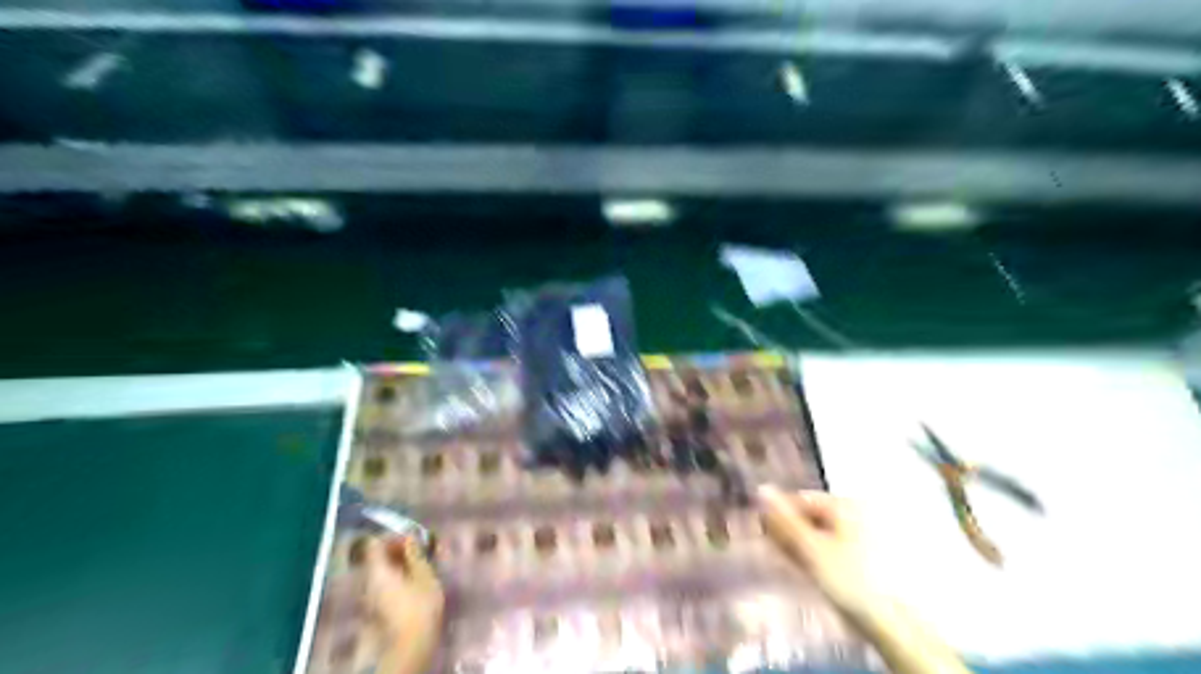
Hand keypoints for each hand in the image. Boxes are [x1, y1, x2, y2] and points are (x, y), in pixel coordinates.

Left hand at [366, 536, 445, 642]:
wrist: (411, 645)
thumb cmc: (420, 606)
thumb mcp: (424, 574)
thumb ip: (415, 553)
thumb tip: (409, 536)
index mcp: (377, 570)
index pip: (374, 543)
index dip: (392, 536)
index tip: (412, 538)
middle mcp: (367, 582)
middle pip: (376, 557)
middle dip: (397, 551)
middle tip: (420, 551)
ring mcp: (369, 597)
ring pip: (381, 572)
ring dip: (399, 565)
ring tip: (421, 567)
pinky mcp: (375, 610)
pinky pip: (383, 585)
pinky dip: (397, 579)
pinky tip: (414, 584)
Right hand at [754, 483, 879, 615]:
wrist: (890, 622)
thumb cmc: (848, 580)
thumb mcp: (810, 548)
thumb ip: (784, 520)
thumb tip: (761, 489)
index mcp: (846, 504)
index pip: (801, 499)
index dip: (779, 515)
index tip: (762, 535)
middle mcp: (857, 512)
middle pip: (812, 515)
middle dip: (789, 530)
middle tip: (773, 550)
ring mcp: (864, 535)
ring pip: (821, 533)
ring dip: (800, 544)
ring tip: (790, 564)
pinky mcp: (867, 557)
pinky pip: (833, 547)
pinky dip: (817, 555)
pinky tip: (809, 571)